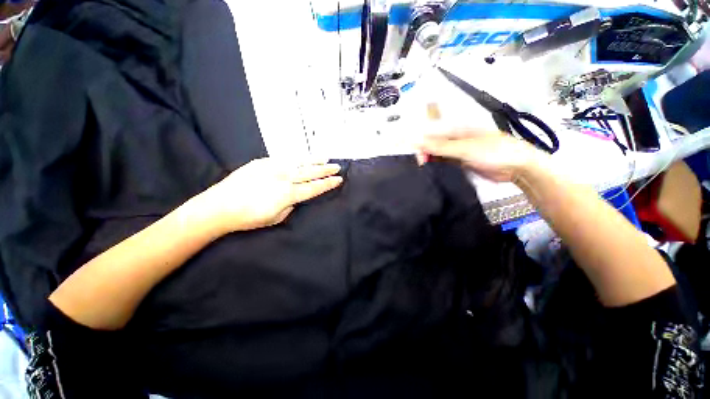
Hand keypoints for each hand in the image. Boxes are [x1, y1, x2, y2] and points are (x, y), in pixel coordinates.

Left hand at [195, 158, 342, 232]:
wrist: (219, 206)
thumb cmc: (248, 218)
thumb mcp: (276, 218)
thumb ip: (290, 205)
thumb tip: (295, 197)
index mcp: (288, 194)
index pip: (314, 187)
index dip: (328, 184)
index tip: (338, 180)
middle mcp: (284, 178)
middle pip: (310, 173)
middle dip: (325, 170)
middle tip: (337, 167)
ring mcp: (273, 167)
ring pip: (299, 163)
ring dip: (314, 161)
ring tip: (325, 159)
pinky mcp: (262, 162)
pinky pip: (284, 159)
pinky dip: (297, 159)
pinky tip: (303, 158)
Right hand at [418, 129, 546, 181]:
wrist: (517, 167)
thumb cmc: (493, 152)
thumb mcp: (465, 148)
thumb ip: (441, 146)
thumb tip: (419, 141)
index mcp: (457, 129)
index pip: (432, 134)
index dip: (422, 143)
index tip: (418, 157)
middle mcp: (455, 138)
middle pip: (433, 144)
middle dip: (425, 152)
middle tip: (422, 164)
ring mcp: (458, 151)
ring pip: (438, 153)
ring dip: (430, 159)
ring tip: (424, 168)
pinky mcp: (460, 162)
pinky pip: (444, 162)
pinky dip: (437, 165)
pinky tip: (432, 170)